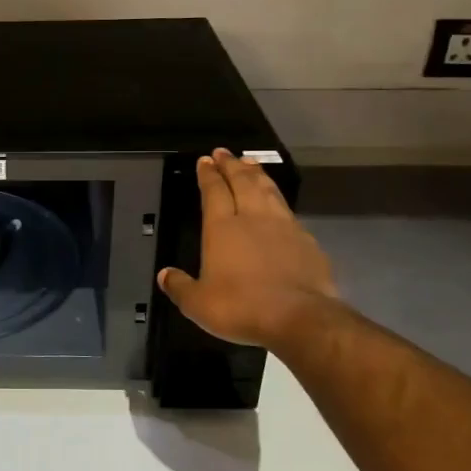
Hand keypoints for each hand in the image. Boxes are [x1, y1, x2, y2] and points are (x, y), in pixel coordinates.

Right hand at [158, 149, 337, 350]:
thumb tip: (164, 275)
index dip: (208, 174)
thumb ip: (180, 287)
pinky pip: (288, 210)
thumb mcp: (198, 304)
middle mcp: (253, 218)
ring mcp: (283, 226)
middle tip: (224, 152)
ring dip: (257, 174)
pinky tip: (278, 203)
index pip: (213, 191)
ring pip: (268, 190)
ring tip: (250, 163)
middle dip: (231, 165)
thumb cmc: (241, 307)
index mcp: (222, 228)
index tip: (205, 160)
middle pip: (242, 182)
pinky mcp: (306, 240)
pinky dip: (278, 199)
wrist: (300, 318)